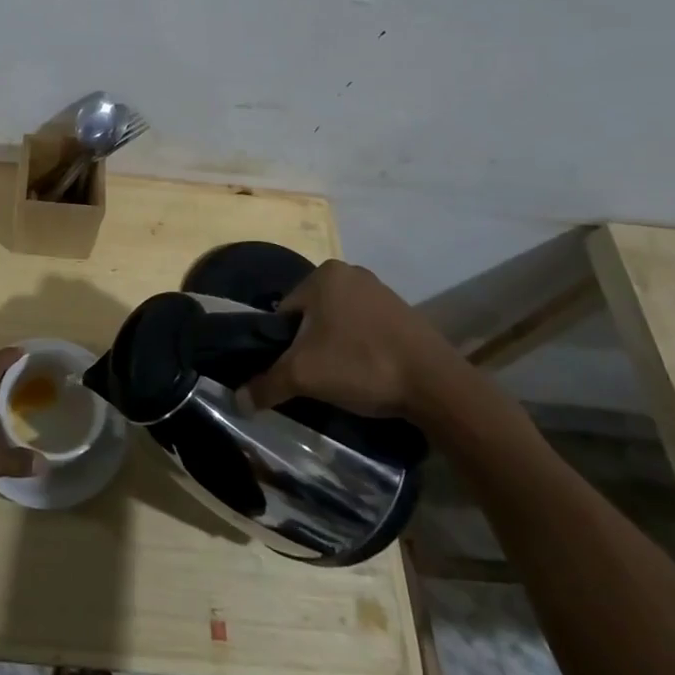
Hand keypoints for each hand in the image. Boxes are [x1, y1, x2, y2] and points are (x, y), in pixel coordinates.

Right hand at [238, 260, 463, 417]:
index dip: (283, 345)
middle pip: (311, 316)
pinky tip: (367, 373)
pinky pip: (366, 328)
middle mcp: (350, 272)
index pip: (284, 312)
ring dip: (335, 347)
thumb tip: (237, 402)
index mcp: (323, 274)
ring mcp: (381, 290)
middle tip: (318, 377)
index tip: (295, 371)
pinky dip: (360, 348)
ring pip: (339, 322)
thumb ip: (266, 385)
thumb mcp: (303, 376)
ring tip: (344, 378)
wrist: (437, 385)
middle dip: (309, 345)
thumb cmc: (361, 365)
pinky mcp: (404, 312)